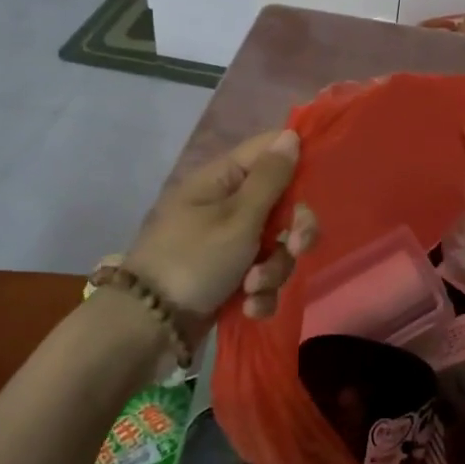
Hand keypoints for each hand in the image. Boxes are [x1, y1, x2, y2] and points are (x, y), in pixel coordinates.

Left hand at [125, 129, 317, 331]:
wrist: (148, 328)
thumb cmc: (193, 260)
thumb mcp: (238, 218)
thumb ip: (270, 178)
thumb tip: (290, 135)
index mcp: (223, 178)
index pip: (270, 151)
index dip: (297, 164)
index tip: (316, 187)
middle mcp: (228, 205)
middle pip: (282, 204)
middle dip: (292, 232)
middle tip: (294, 248)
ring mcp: (229, 243)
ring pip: (276, 246)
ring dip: (273, 270)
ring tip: (252, 288)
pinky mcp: (230, 277)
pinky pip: (262, 276)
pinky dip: (259, 294)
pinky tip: (247, 307)